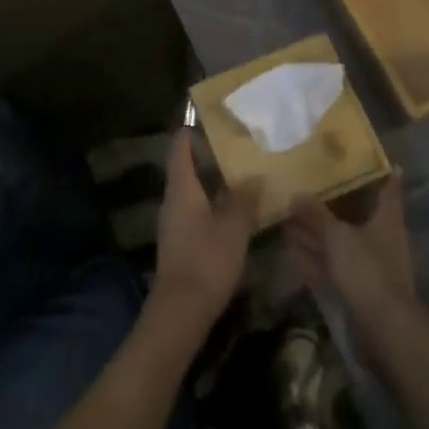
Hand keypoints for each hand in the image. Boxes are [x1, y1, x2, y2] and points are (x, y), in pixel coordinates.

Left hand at [148, 131, 261, 335]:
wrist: (180, 312)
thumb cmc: (206, 261)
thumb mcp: (233, 228)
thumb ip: (244, 199)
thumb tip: (255, 176)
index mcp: (181, 189)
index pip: (180, 148)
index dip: (191, 131)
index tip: (208, 117)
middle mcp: (173, 200)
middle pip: (185, 168)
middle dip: (207, 155)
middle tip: (235, 143)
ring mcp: (174, 223)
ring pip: (192, 191)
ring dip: (211, 181)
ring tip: (240, 173)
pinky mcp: (180, 243)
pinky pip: (195, 211)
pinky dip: (212, 203)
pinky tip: (233, 209)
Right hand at [285, 172, 417, 332]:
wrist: (383, 329)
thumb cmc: (367, 270)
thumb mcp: (337, 236)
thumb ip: (316, 215)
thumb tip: (297, 194)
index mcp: (387, 221)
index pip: (389, 191)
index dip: (388, 177)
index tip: (388, 163)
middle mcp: (380, 240)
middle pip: (356, 216)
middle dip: (333, 205)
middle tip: (310, 187)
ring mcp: (368, 267)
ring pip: (339, 243)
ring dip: (317, 232)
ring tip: (290, 216)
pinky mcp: (355, 290)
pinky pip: (330, 266)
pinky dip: (314, 257)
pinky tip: (293, 249)